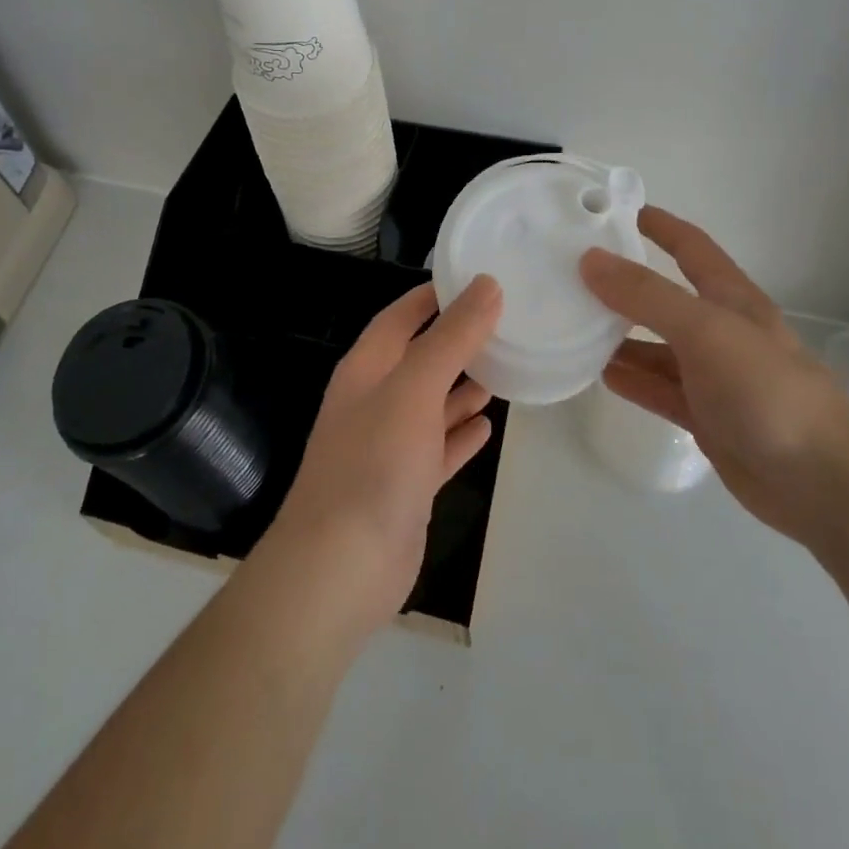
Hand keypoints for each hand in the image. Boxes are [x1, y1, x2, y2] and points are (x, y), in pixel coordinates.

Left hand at [259, 276, 502, 637]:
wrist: (340, 568)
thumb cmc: (374, 463)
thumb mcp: (415, 388)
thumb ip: (452, 337)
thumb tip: (487, 284)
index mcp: (367, 368)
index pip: (402, 316)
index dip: (436, 295)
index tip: (480, 279)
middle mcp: (375, 400)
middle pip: (420, 358)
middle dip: (458, 340)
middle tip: (507, 323)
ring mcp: (389, 446)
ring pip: (432, 403)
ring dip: (463, 387)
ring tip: (505, 367)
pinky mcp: (406, 487)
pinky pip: (439, 449)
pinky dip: (460, 435)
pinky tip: (487, 427)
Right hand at [581, 207, 848, 543]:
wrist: (821, 482)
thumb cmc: (767, 390)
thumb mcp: (705, 330)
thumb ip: (647, 295)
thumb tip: (590, 259)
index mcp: (730, 298)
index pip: (690, 246)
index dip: (659, 225)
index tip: (615, 210)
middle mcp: (720, 330)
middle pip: (665, 297)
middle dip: (624, 284)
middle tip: (571, 275)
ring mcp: (713, 376)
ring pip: (656, 347)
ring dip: (619, 336)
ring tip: (572, 325)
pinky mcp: (706, 417)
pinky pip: (659, 389)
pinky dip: (631, 379)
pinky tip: (599, 375)